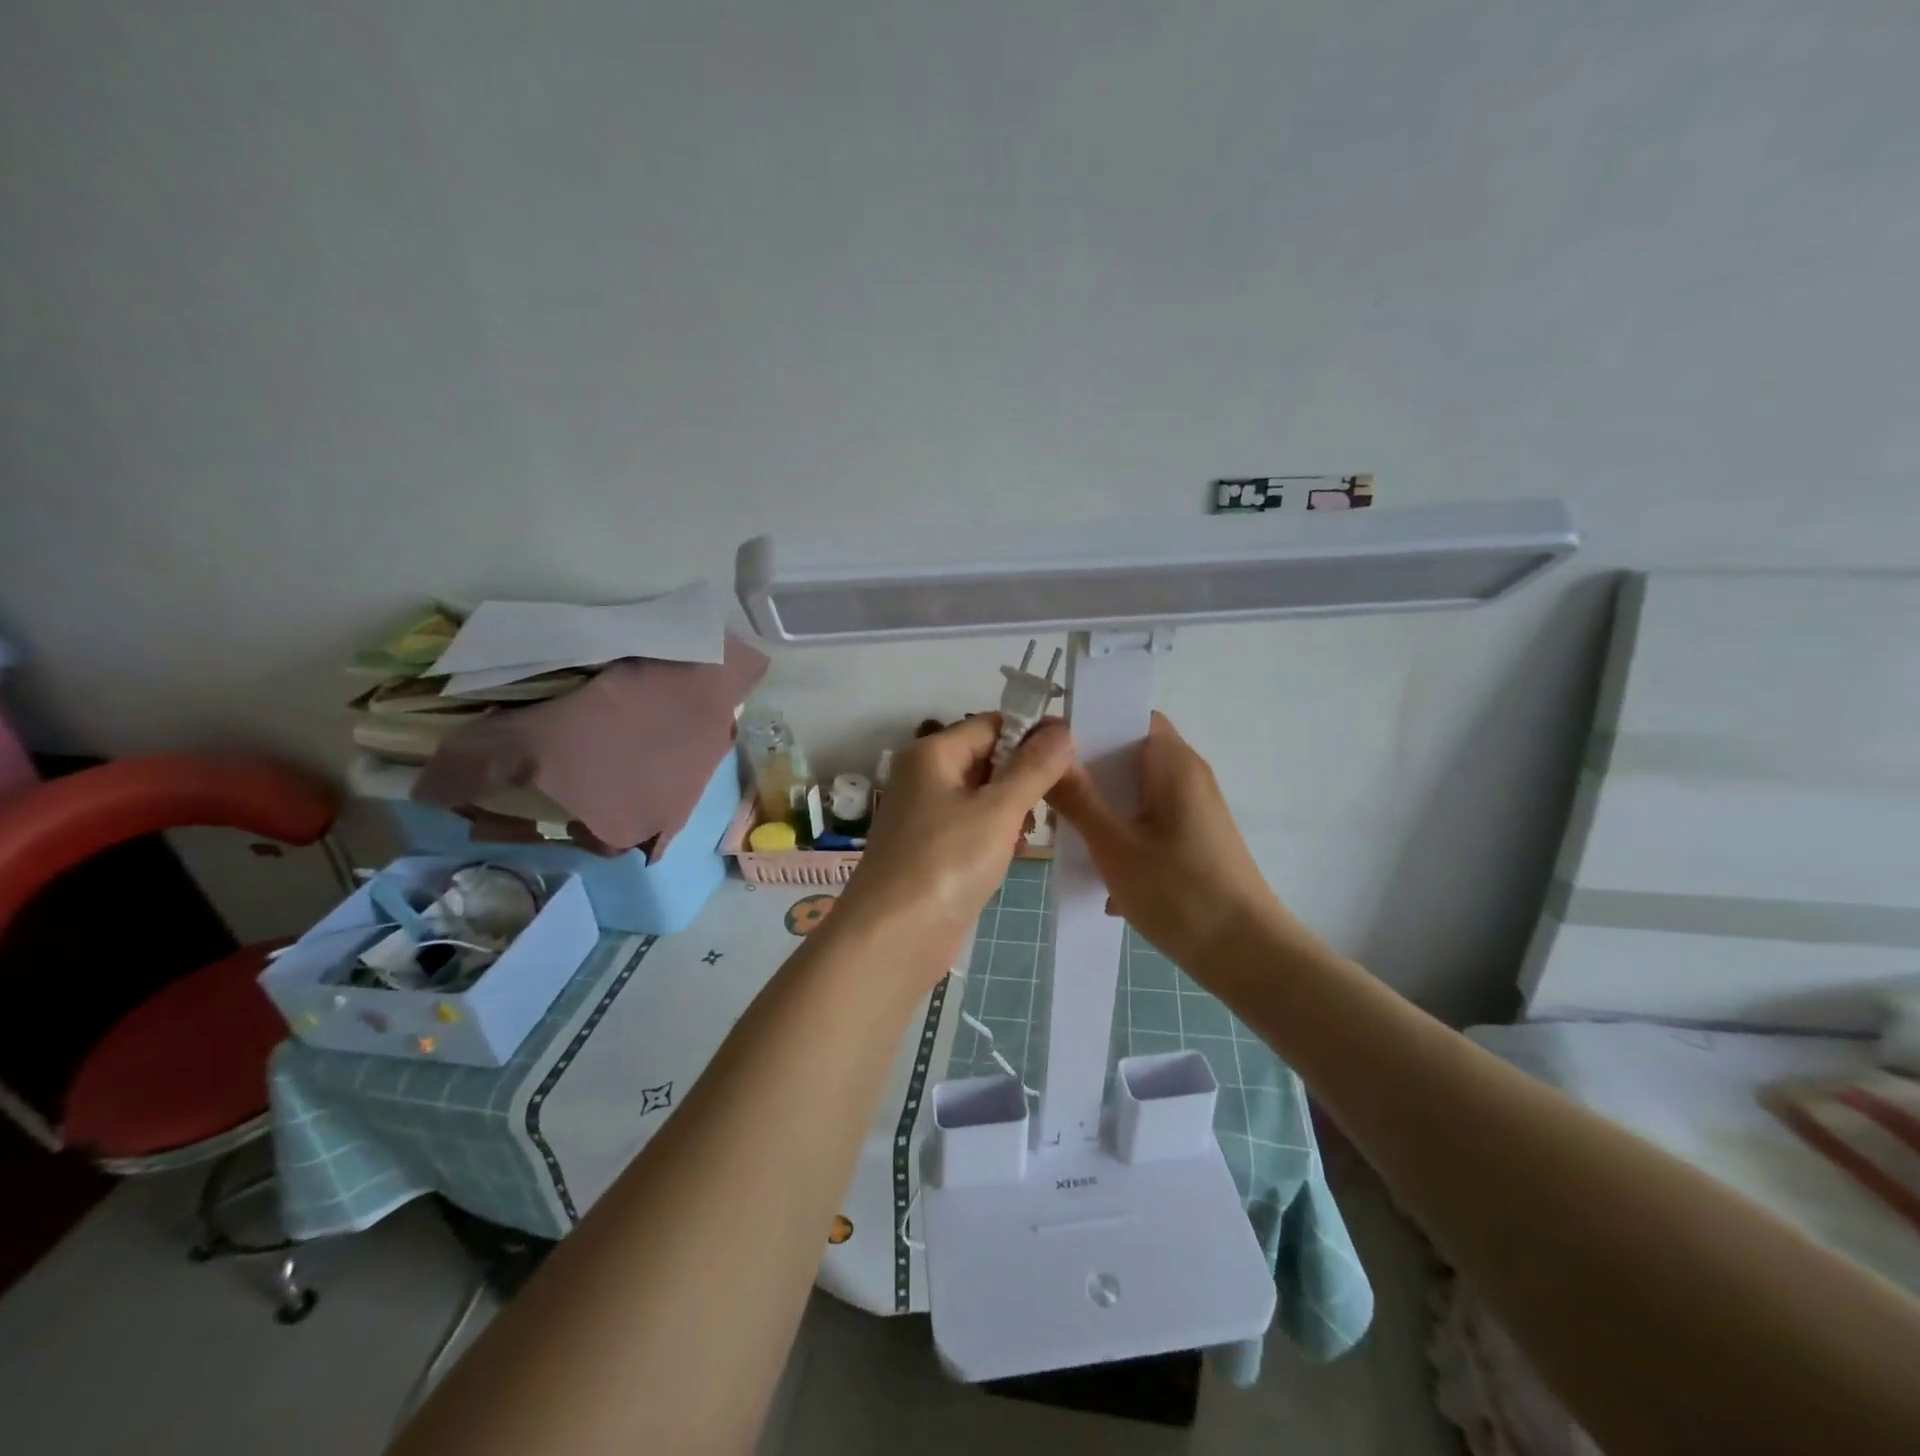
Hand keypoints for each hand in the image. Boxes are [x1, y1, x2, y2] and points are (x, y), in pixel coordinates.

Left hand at [837, 714, 1073, 970]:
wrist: (893, 940)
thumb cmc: (946, 863)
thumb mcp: (997, 811)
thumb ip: (1033, 768)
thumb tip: (1062, 728)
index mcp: (932, 754)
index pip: (991, 725)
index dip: (1032, 735)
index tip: (1072, 756)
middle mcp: (925, 777)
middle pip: (988, 759)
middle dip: (1025, 776)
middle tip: (1061, 799)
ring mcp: (927, 816)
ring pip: (984, 796)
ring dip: (1014, 808)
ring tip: (1035, 831)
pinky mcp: (934, 851)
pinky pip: (974, 827)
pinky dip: (997, 834)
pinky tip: (1015, 852)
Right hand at [1046, 711, 1298, 969]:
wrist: (1248, 957)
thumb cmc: (1180, 892)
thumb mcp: (1114, 845)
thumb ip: (1078, 798)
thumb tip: (1049, 755)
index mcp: (1173, 764)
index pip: (1130, 716)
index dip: (1089, 723)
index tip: (1050, 746)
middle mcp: (1187, 778)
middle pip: (1127, 756)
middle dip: (1086, 774)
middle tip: (1048, 797)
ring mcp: (1193, 812)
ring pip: (1133, 794)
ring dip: (1100, 811)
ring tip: (1065, 837)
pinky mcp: (1193, 842)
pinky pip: (1146, 823)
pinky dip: (1121, 838)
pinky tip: (1100, 878)